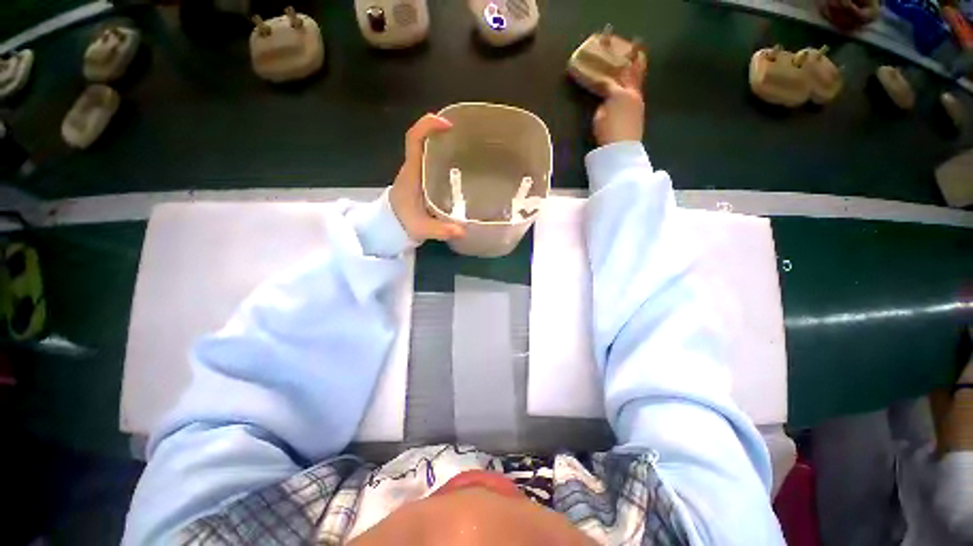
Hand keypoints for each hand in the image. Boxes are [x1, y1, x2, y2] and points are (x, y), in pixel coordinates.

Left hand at [389, 114, 464, 241]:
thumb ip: (441, 230)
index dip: (427, 126)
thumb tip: (463, 231)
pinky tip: (459, 166)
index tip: (447, 125)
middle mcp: (412, 168)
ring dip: (443, 143)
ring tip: (466, 147)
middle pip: (422, 139)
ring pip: (427, 150)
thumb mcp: (421, 228)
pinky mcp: (420, 179)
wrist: (389, 226)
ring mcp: (416, 172)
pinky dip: (443, 157)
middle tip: (464, 135)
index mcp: (411, 173)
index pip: (414, 140)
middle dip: (440, 132)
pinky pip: (430, 161)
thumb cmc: (402, 223)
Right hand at [593, 57, 647, 146]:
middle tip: (636, 45)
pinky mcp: (640, 112)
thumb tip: (606, 102)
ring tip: (638, 59)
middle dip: (632, 59)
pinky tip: (632, 85)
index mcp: (619, 93)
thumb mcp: (599, 118)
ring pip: (637, 82)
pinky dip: (635, 85)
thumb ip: (603, 105)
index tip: (600, 62)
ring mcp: (638, 102)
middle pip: (631, 73)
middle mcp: (632, 93)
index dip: (602, 72)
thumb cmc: (608, 132)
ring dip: (636, 70)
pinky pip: (636, 92)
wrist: (622, 149)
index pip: (609, 79)